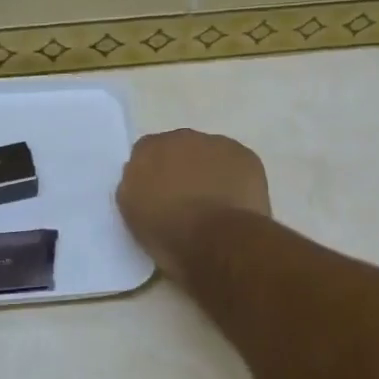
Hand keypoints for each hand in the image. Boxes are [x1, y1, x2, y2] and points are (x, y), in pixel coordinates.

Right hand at [116, 129, 270, 279]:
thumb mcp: (133, 215)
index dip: (152, 176)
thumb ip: (135, 188)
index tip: (157, 197)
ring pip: (209, 155)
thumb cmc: (168, 234)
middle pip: (179, 149)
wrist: (218, 241)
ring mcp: (216, 144)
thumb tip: (146, 182)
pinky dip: (235, 179)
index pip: (144, 154)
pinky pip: (236, 164)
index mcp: (147, 150)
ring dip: (209, 172)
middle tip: (185, 200)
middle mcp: (180, 137)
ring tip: (214, 204)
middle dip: (181, 169)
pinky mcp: (245, 156)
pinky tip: (235, 203)